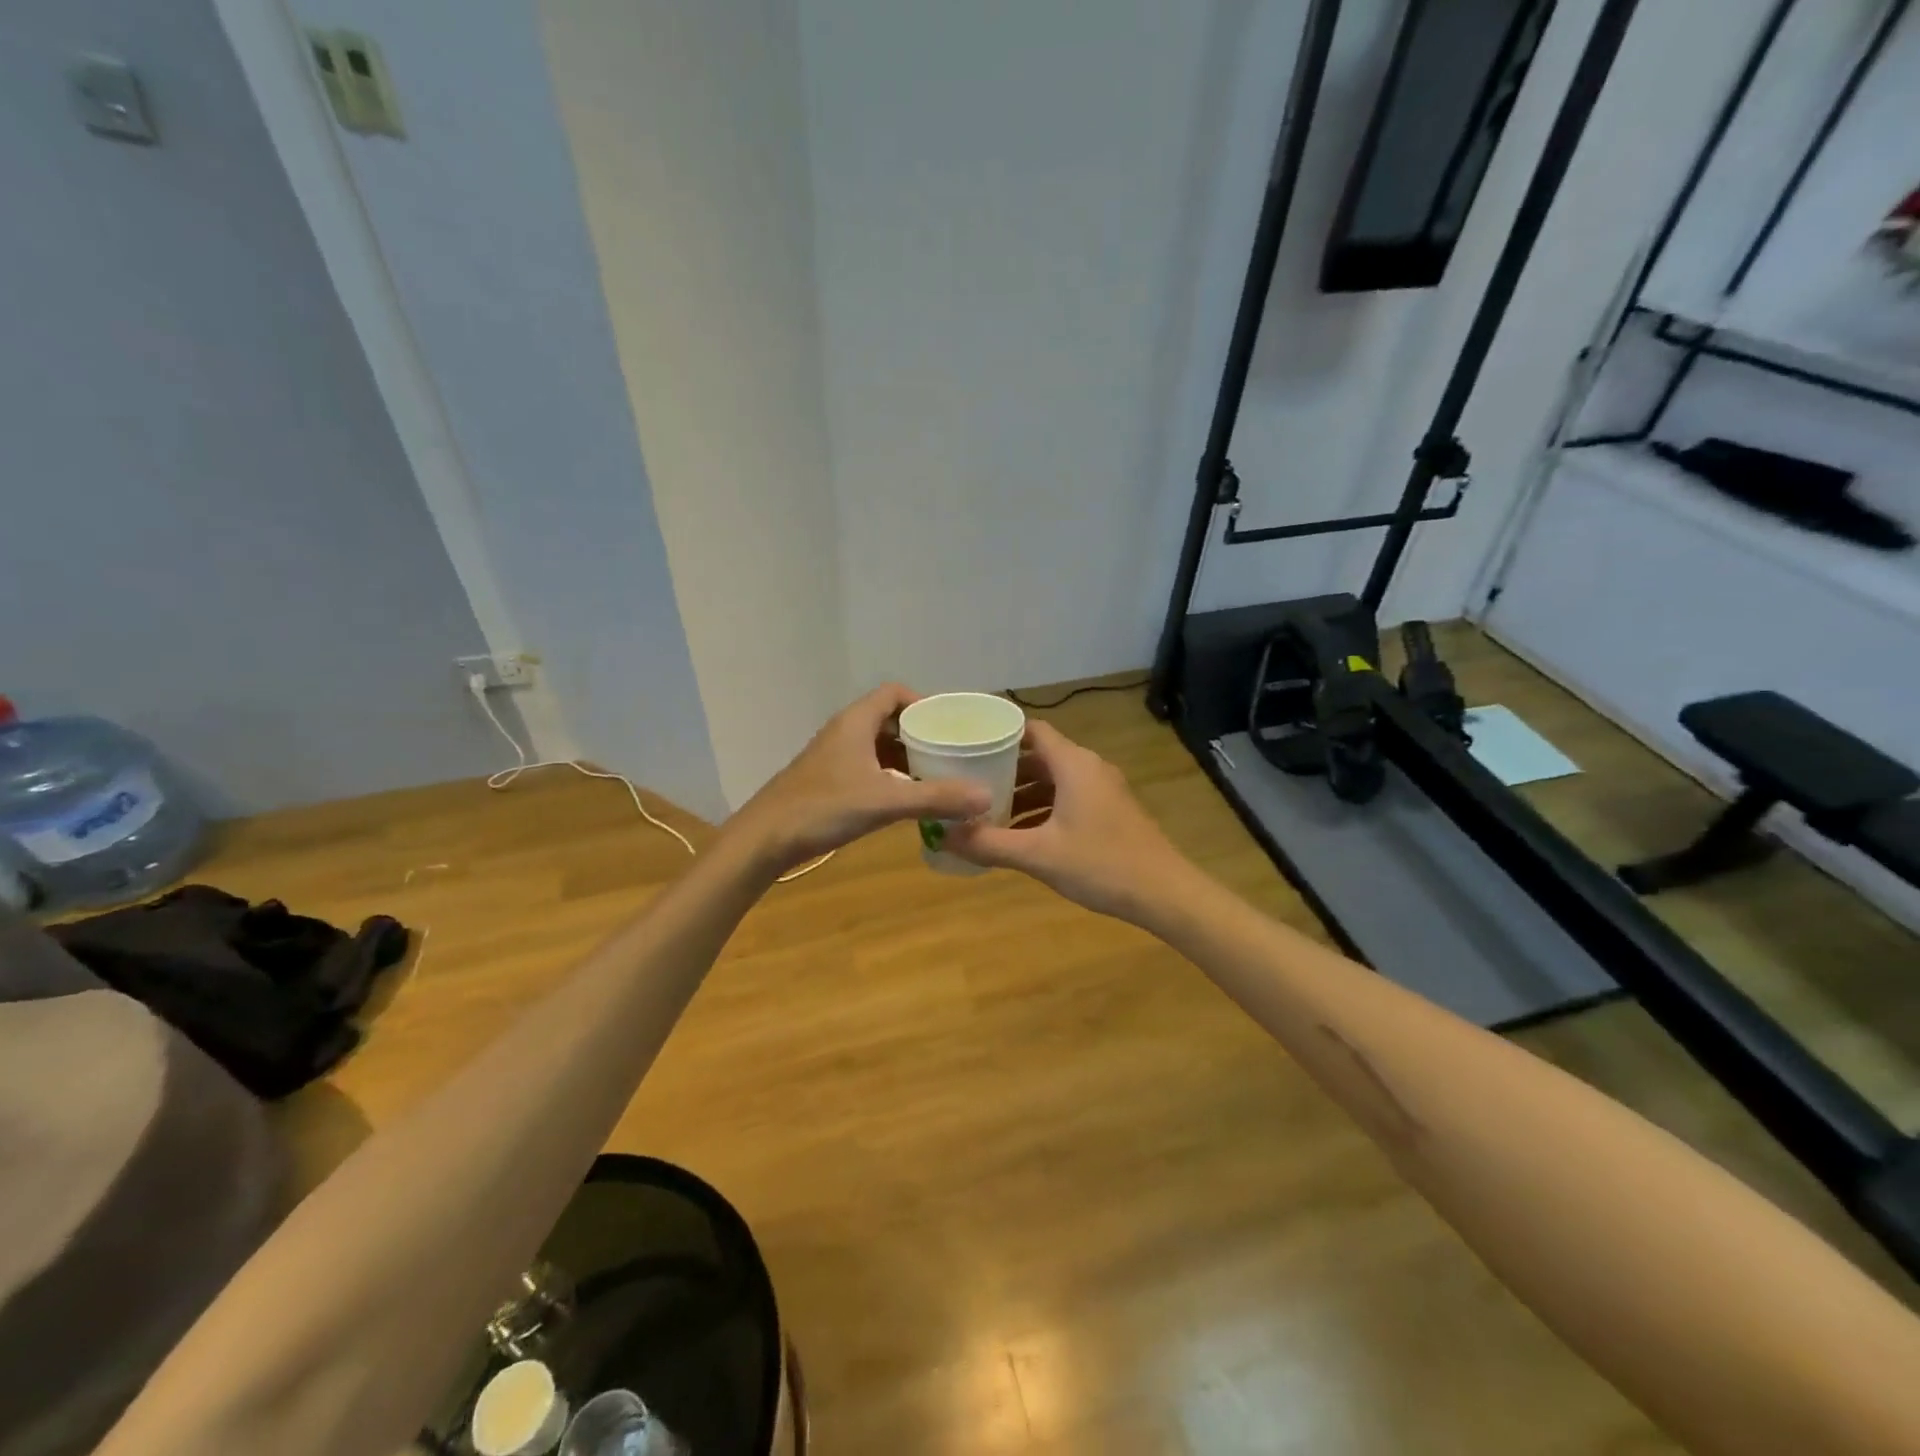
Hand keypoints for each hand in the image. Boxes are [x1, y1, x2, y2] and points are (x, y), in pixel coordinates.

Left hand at [726, 685, 992, 875]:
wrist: (765, 839)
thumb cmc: (823, 808)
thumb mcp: (884, 801)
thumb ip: (935, 798)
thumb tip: (985, 797)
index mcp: (856, 722)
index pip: (894, 693)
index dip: (924, 702)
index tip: (950, 723)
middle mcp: (844, 732)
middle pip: (888, 718)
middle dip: (920, 732)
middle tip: (952, 750)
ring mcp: (833, 757)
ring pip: (877, 745)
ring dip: (906, 755)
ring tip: (937, 773)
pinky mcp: (828, 780)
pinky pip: (867, 766)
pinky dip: (890, 775)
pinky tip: (906, 797)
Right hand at [945, 721, 1199, 922]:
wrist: (1165, 893)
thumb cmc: (1101, 865)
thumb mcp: (1038, 855)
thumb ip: (989, 844)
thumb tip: (943, 835)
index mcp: (1074, 764)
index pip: (1031, 730)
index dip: (999, 735)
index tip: (968, 747)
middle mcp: (1089, 767)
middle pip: (1040, 755)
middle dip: (1005, 769)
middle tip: (969, 783)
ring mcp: (1103, 790)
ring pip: (1055, 780)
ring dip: (1024, 793)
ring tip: (988, 813)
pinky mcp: (1111, 811)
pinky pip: (1069, 797)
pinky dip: (1043, 808)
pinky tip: (1022, 835)